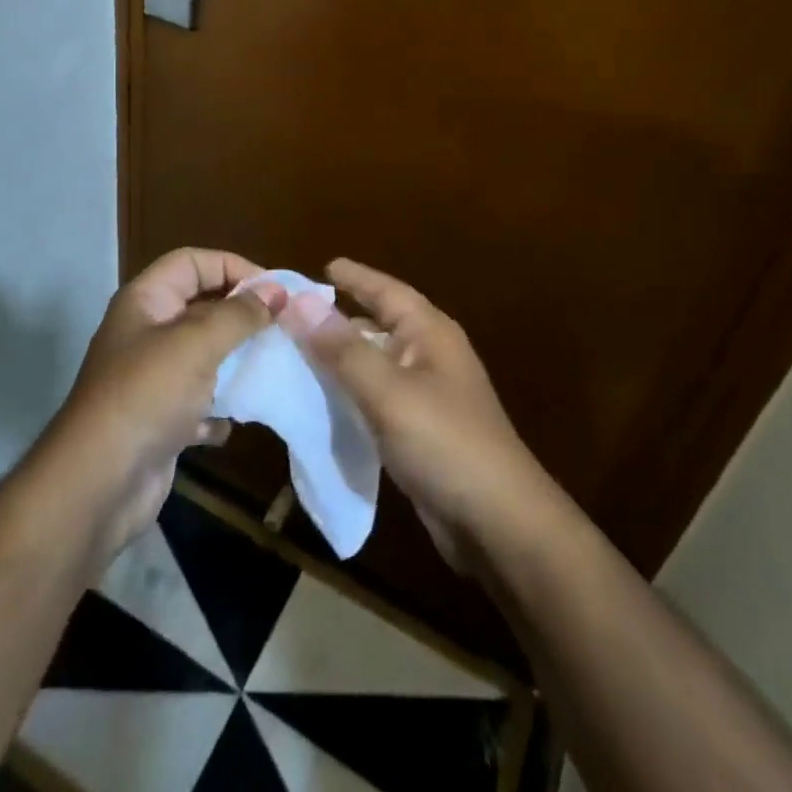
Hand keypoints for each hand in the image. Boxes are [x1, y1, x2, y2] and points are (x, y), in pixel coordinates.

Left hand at [48, 249, 282, 561]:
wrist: (98, 485)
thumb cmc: (148, 395)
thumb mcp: (197, 343)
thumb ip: (240, 314)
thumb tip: (277, 291)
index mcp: (146, 301)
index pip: (192, 262)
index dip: (232, 266)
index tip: (274, 290)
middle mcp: (145, 333)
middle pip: (200, 308)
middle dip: (239, 316)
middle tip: (282, 327)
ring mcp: (150, 379)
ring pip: (201, 357)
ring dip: (232, 364)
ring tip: (269, 369)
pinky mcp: (157, 422)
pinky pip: (196, 405)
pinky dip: (215, 411)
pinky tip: (229, 423)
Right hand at [281, 259, 550, 572]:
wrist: (498, 525)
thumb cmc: (446, 443)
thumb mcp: (389, 392)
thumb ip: (342, 348)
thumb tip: (299, 302)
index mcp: (430, 334)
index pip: (387, 291)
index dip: (355, 277)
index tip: (322, 265)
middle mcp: (430, 356)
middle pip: (378, 325)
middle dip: (338, 318)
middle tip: (293, 313)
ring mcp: (427, 395)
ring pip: (374, 363)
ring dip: (339, 357)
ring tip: (295, 352)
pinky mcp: (419, 431)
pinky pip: (375, 397)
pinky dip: (348, 392)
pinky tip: (321, 399)